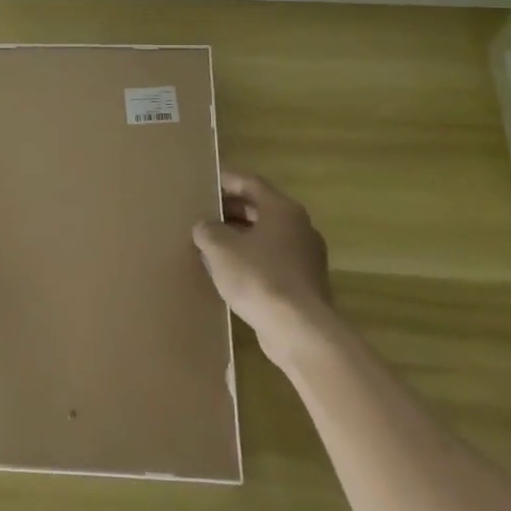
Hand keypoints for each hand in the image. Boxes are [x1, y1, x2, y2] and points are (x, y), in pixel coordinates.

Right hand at [193, 171, 332, 368]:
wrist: (299, 329)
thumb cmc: (259, 277)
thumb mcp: (220, 248)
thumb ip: (208, 230)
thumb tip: (205, 226)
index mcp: (282, 210)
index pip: (250, 183)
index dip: (226, 180)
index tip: (205, 182)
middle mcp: (299, 227)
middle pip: (260, 209)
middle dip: (231, 210)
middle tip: (204, 213)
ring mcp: (306, 256)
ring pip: (267, 236)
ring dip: (240, 237)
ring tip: (211, 243)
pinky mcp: (305, 283)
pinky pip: (273, 260)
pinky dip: (251, 259)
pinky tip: (230, 273)